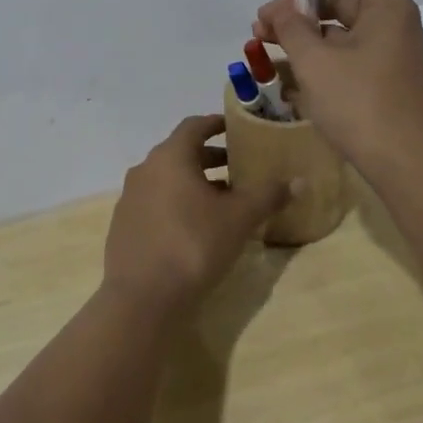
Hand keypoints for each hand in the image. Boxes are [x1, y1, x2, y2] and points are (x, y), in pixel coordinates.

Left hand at [102, 115, 290, 310]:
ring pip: (168, 180)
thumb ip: (268, 196)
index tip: (236, 128)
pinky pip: (156, 202)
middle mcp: (145, 170)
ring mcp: (130, 198)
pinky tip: (196, 228)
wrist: (142, 298)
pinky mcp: (124, 226)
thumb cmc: (193, 245)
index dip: (217, 124)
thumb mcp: (239, 219)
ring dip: (195, 183)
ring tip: (224, 201)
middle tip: (239, 169)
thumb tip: (298, 181)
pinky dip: (177, 204)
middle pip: (181, 153)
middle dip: (211, 158)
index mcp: (170, 157)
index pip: (194, 126)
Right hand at [253, 0, 422, 182]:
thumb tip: (279, 10)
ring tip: (263, 52)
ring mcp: (387, 56)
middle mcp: (391, 25)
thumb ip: (292, 28)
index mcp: (386, 7)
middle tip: (260, 27)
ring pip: (340, 33)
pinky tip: (286, 80)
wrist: (406, 164)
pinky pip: (345, 60)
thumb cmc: (361, 104)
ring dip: (303, 38)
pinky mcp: (381, 84)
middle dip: (299, 8)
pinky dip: (317, 63)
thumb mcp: (316, 62)